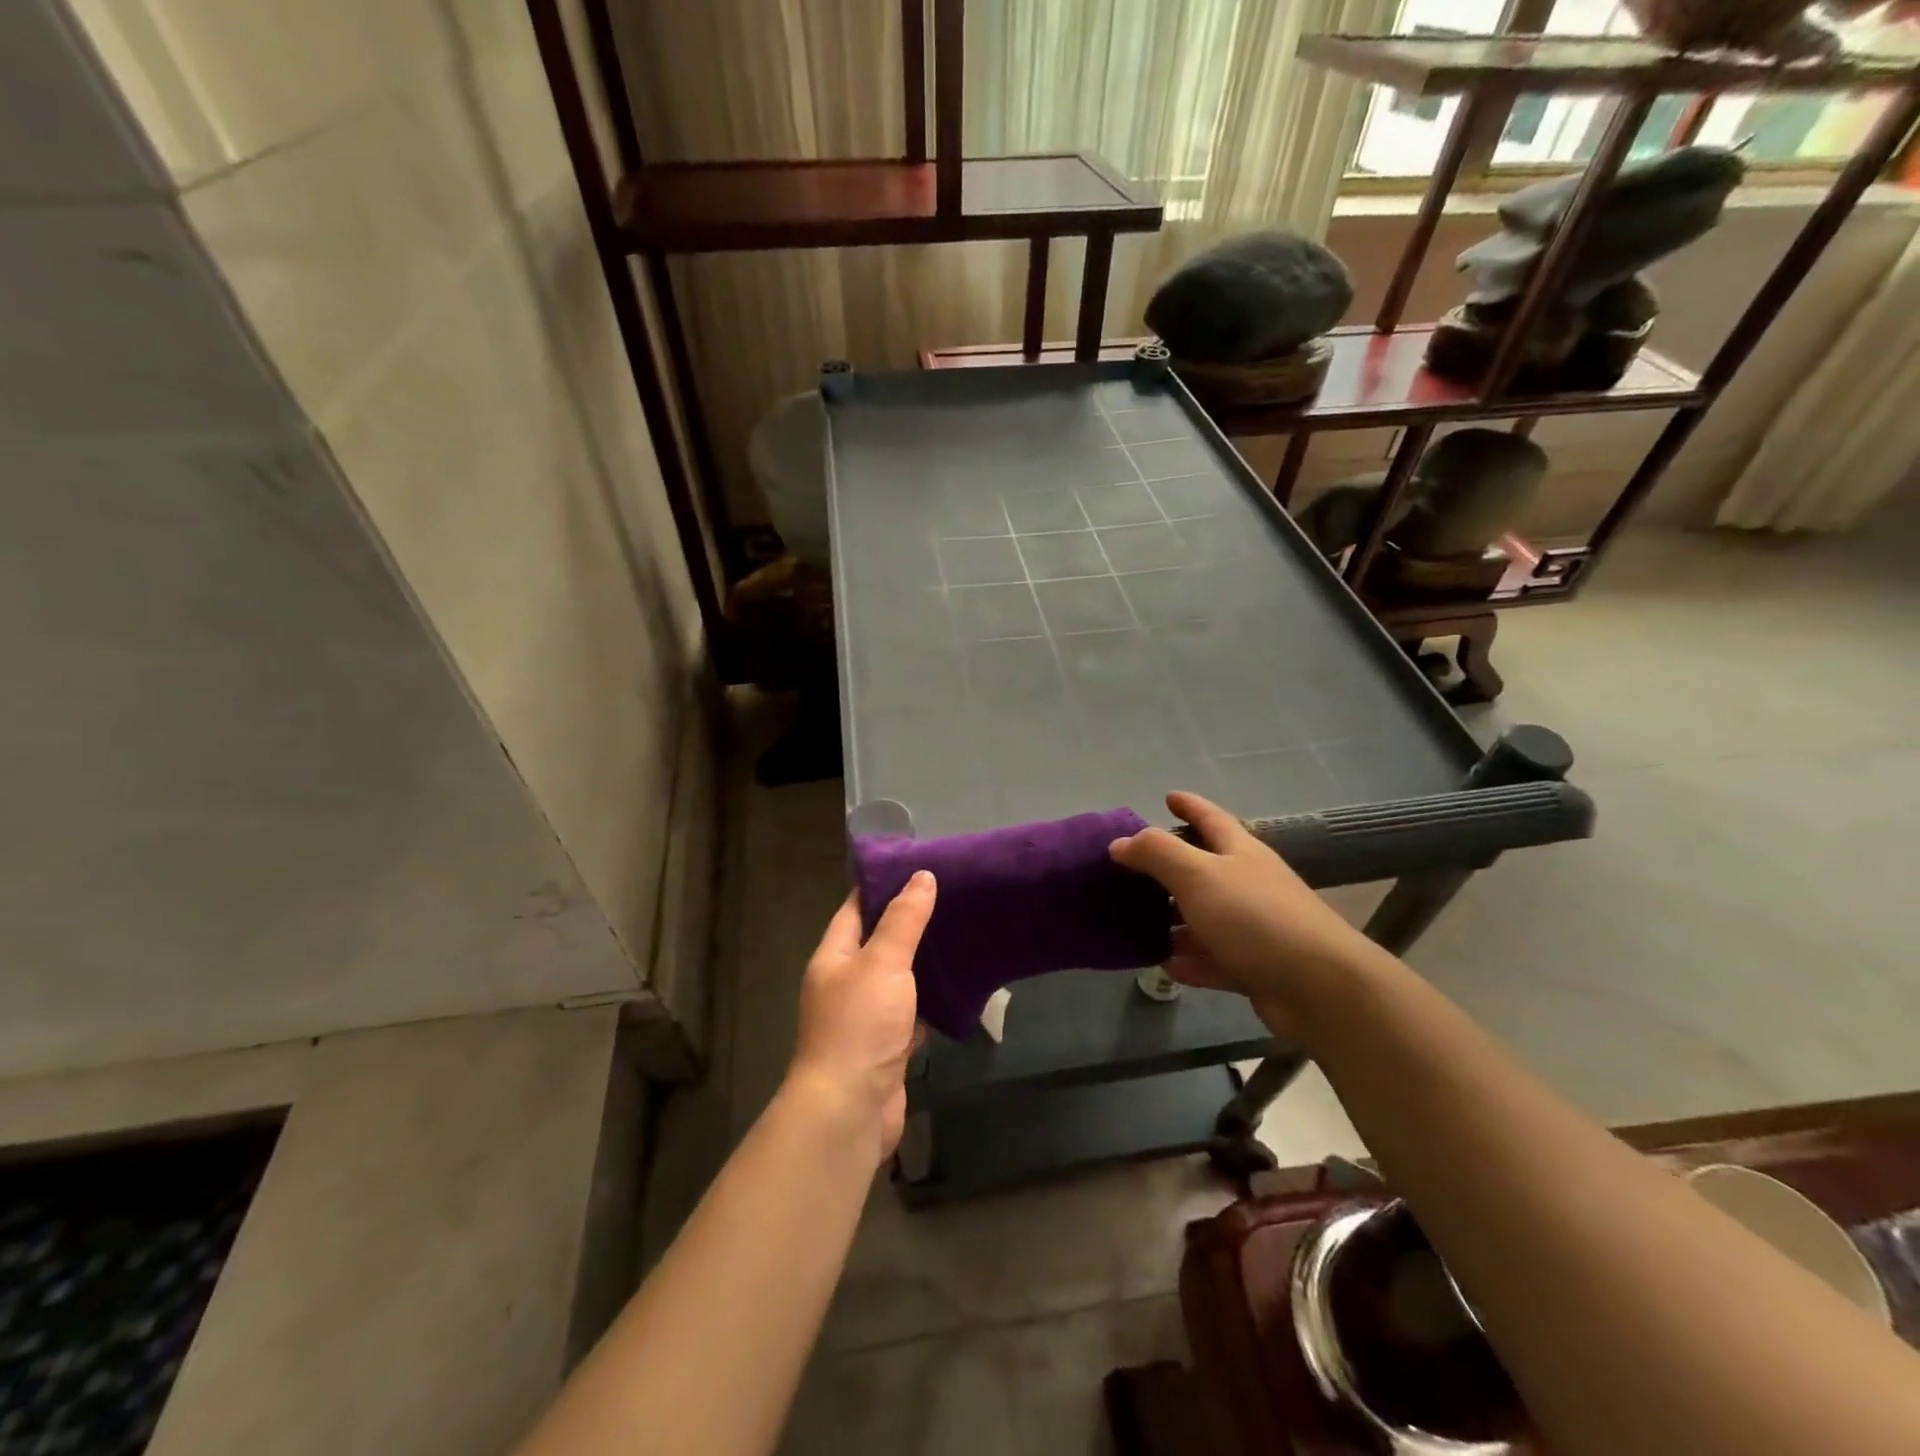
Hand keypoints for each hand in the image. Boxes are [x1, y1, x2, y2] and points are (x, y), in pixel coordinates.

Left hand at [786, 873, 934, 1163]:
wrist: (849, 1110)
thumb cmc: (859, 1024)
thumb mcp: (883, 962)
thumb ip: (904, 920)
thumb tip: (922, 876)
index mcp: (834, 956)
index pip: (857, 908)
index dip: (884, 885)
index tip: (920, 865)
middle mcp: (846, 983)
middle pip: (880, 942)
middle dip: (911, 922)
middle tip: (953, 896)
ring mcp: (866, 1017)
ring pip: (899, 979)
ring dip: (925, 962)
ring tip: (962, 932)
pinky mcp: (887, 1046)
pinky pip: (912, 1013)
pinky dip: (932, 1001)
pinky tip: (960, 986)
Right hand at [1110, 791, 1378, 1034]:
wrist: (1318, 986)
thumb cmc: (1255, 917)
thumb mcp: (1198, 874)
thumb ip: (1156, 853)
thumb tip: (1120, 842)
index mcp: (1240, 853)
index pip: (1211, 818)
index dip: (1189, 805)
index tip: (1167, 797)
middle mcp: (1248, 885)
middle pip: (1203, 869)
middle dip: (1169, 868)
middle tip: (1132, 870)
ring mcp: (1253, 928)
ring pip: (1204, 917)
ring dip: (1173, 920)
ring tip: (1135, 922)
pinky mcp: (1254, 967)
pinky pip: (1212, 959)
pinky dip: (1188, 960)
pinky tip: (1162, 964)